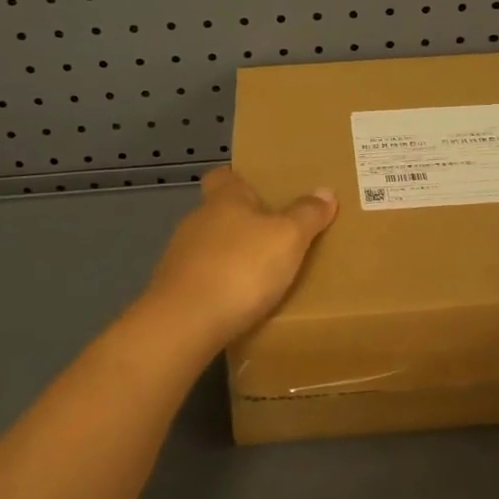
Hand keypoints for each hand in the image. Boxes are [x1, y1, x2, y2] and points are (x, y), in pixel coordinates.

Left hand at [140, 168, 337, 346]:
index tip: (261, 191)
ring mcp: (180, 256)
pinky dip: (219, 286)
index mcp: (224, 199)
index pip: (224, 176)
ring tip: (262, 275)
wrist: (185, 322)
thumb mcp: (288, 238)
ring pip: (210, 247)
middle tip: (276, 237)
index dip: (241, 180)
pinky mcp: (173, 290)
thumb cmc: (241, 267)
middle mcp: (197, 221)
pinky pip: (202, 279)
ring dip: (231, 257)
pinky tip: (238, 304)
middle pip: (220, 212)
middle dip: (244, 223)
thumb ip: (307, 215)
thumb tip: (325, 191)